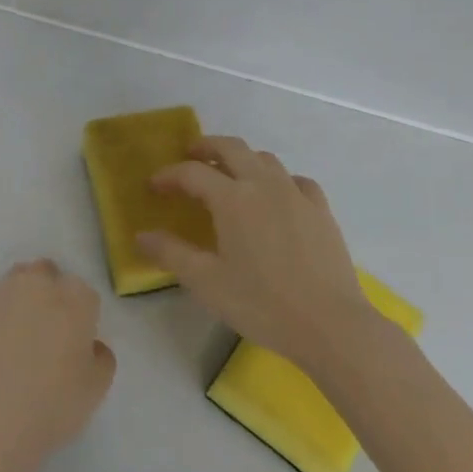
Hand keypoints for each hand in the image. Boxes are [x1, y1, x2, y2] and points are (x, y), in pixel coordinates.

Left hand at [0, 259, 117, 471]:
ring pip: (10, 285)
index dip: (77, 317)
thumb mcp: (97, 388)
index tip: (70, 341)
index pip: (82, 294)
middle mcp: (39, 282)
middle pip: (44, 275)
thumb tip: (90, 345)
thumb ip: (100, 355)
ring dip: (13, 302)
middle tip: (39, 334)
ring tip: (6, 341)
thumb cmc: (52, 406)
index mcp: (77, 298)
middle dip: (44, 295)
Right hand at [136, 136, 372, 370]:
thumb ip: (171, 254)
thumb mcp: (206, 282)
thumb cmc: (261, 304)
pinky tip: (276, 196)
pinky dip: (278, 179)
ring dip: (241, 159)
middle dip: (206, 146)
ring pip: (265, 159)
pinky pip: (296, 180)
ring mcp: (297, 194)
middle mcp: (264, 185)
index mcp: (232, 199)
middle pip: (231, 148)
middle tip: (190, 155)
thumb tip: (142, 235)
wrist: (330, 325)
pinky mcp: (321, 210)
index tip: (154, 186)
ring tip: (229, 175)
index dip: (169, 175)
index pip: (192, 172)